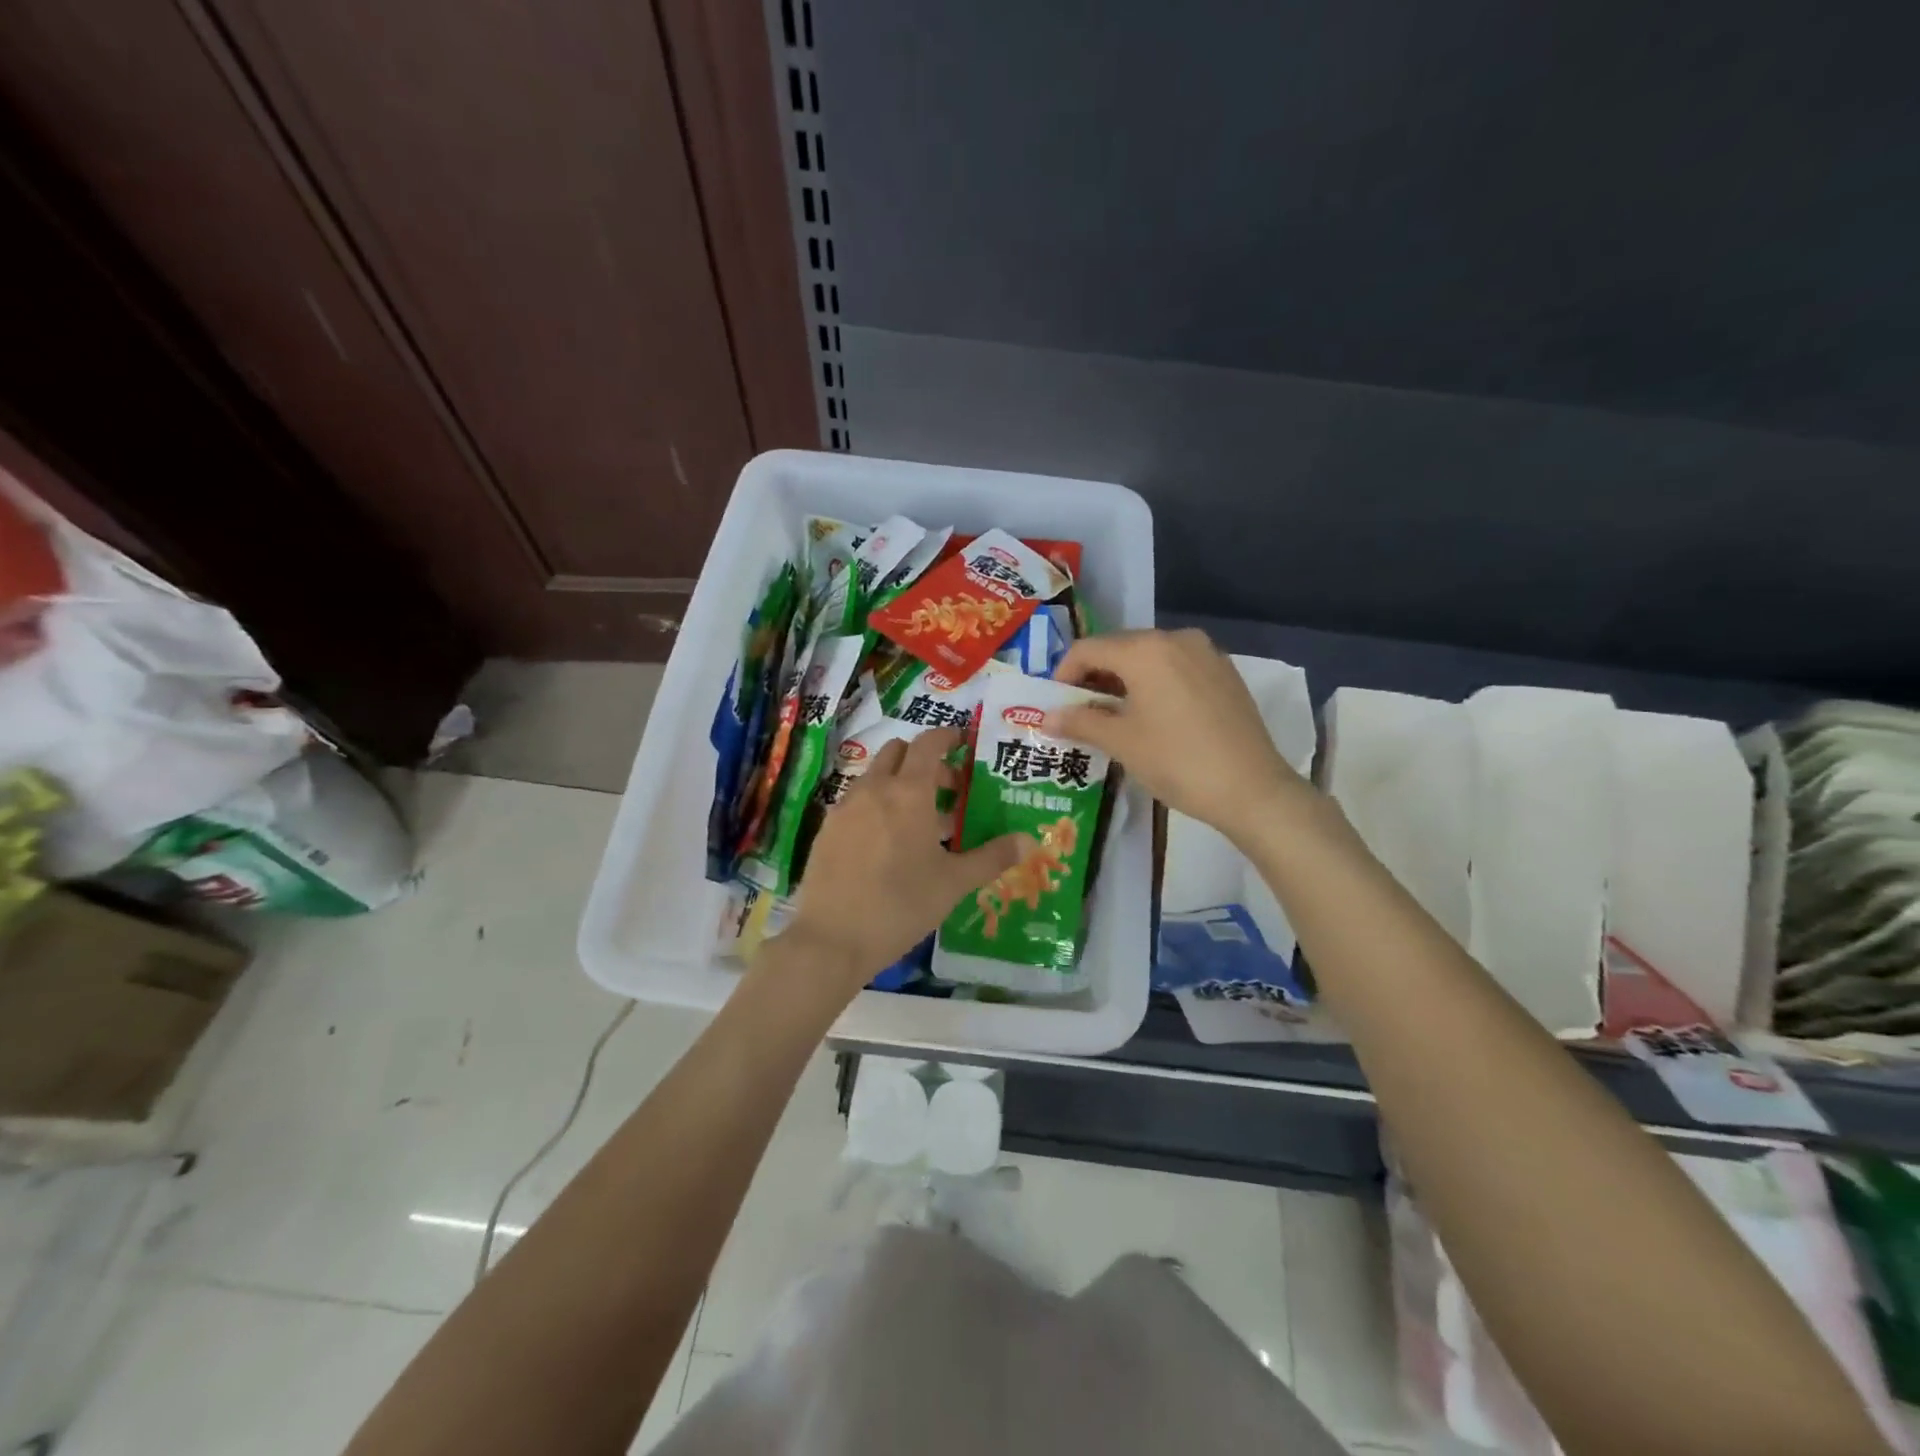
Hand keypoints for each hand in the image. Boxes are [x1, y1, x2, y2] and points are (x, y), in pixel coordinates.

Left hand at [783, 728, 1026, 995]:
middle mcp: (874, 788)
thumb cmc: (901, 905)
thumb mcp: (953, 883)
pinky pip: (856, 801)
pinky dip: (875, 804)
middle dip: (923, 760)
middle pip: (898, 751)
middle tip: (947, 790)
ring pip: (875, 776)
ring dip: (898, 782)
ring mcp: (845, 807)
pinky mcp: (827, 829)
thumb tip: (1029, 841)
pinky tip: (885, 843)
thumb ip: (992, 857)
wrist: (831, 939)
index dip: (947, 737)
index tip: (963, 744)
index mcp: (909, 792)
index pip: (928, 743)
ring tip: (918, 821)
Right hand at [1051, 628, 1305, 843]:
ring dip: (1125, 680)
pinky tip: (1153, 715)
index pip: (1089, 649)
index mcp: (1145, 649)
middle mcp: (1175, 638)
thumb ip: (1080, 722)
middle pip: (1120, 648)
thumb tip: (1045, 718)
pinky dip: (1155, 683)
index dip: (1064, 674)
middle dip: (1095, 677)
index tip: (1057, 705)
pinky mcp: (1225, 672)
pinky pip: (1176, 667)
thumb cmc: (1177, 761)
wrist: (1252, 789)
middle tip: (1081, 713)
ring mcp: (1206, 653)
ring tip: (1115, 716)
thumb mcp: (1121, 742)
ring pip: (1150, 657)